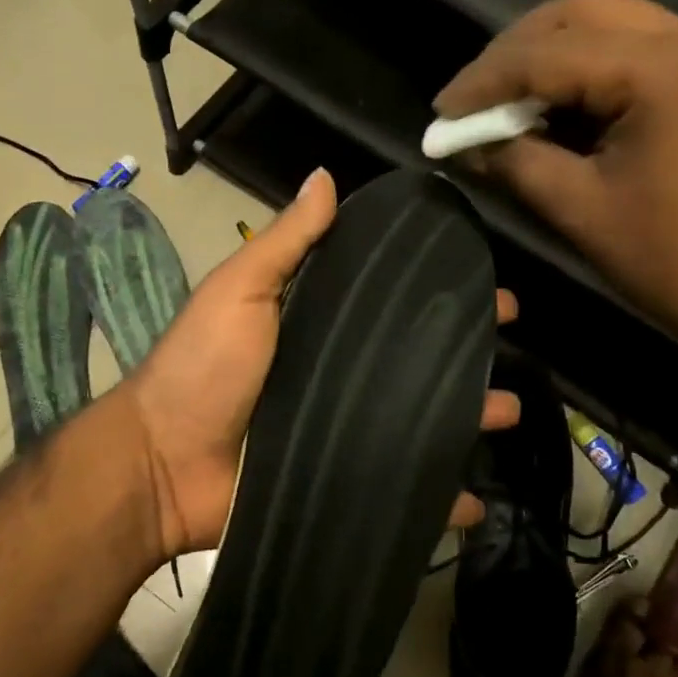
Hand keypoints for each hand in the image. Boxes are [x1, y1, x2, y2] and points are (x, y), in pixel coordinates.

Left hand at [118, 169, 520, 560]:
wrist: (164, 463)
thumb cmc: (204, 366)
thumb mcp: (242, 290)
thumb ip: (286, 242)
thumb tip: (325, 176)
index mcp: (318, 326)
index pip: (391, 303)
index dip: (435, 291)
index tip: (484, 282)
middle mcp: (338, 375)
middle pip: (416, 361)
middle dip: (466, 354)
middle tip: (513, 346)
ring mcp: (344, 431)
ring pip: (421, 421)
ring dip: (467, 417)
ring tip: (510, 412)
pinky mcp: (342, 482)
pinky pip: (401, 490)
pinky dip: (437, 498)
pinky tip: (475, 500)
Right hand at [435, 0, 677, 381]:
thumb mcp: (583, 212)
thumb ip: (516, 164)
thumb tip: (465, 144)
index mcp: (662, 69)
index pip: (548, 53)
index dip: (483, 82)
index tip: (439, 115)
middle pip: (579, 14)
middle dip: (513, 54)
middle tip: (471, 101)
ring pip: (607, 27)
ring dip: (547, 59)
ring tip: (503, 106)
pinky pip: (632, 54)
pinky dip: (583, 74)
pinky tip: (554, 112)